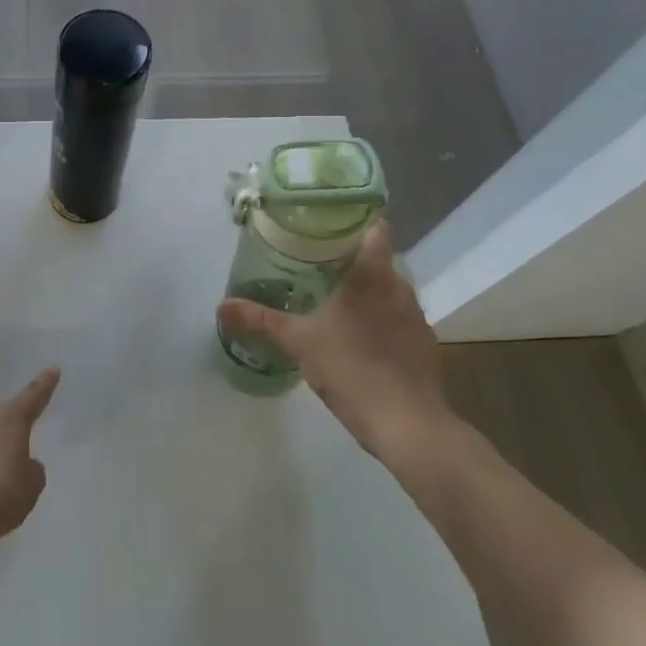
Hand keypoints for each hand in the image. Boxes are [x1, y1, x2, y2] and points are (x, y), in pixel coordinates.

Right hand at [215, 222, 456, 466]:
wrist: (409, 426)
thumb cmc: (353, 368)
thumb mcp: (299, 342)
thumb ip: (261, 320)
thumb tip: (222, 306)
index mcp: (373, 274)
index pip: (374, 227)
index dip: (354, 219)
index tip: (326, 221)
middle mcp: (400, 287)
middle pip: (378, 258)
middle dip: (349, 257)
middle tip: (313, 259)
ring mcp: (416, 317)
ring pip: (388, 289)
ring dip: (365, 290)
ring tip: (330, 296)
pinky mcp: (423, 345)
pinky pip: (398, 318)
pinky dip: (379, 318)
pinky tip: (356, 335)